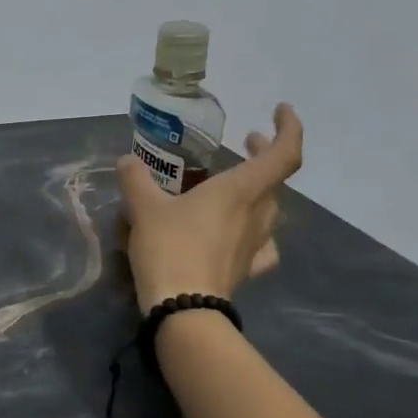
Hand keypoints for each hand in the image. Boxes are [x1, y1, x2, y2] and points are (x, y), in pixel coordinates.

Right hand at [117, 103, 303, 311]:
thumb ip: (136, 179)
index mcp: (239, 191)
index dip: (289, 129)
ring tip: (233, 185)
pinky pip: (261, 244)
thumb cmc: (169, 247)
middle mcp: (256, 214)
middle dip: (263, 155)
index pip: (283, 155)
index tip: (280, 110)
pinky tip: (241, 233)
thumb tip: (127, 161)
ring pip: (269, 209)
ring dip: (258, 190)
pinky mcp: (247, 269)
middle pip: (275, 180)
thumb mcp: (143, 206)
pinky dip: (255, 230)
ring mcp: (256, 245)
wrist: (183, 307)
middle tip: (246, 141)